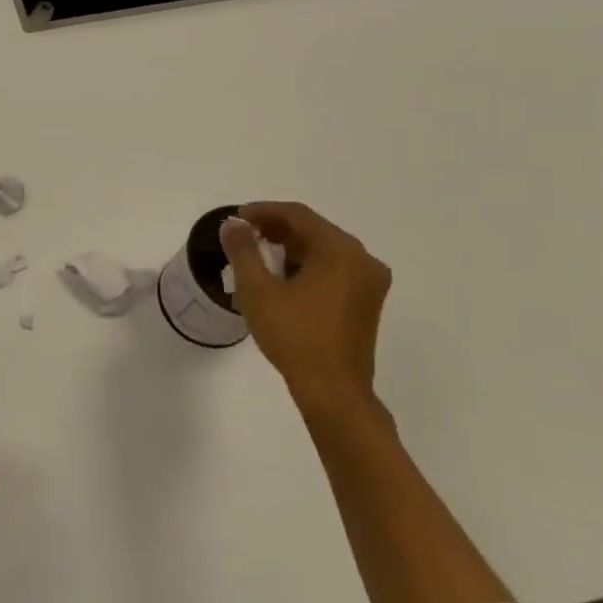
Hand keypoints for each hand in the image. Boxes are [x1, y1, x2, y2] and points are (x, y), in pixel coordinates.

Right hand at [219, 202, 390, 412]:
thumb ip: (243, 250)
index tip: (236, 219)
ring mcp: (369, 282)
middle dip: (276, 230)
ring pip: (325, 251)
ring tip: (259, 260)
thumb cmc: (294, 335)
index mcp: (340, 250)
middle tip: (244, 238)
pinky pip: (335, 270)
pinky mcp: (367, 302)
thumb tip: (233, 225)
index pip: (298, 215)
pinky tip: (283, 282)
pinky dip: (308, 267)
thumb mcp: (258, 290)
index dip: (264, 211)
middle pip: (314, 230)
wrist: (333, 390)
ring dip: (291, 249)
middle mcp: (362, 259)